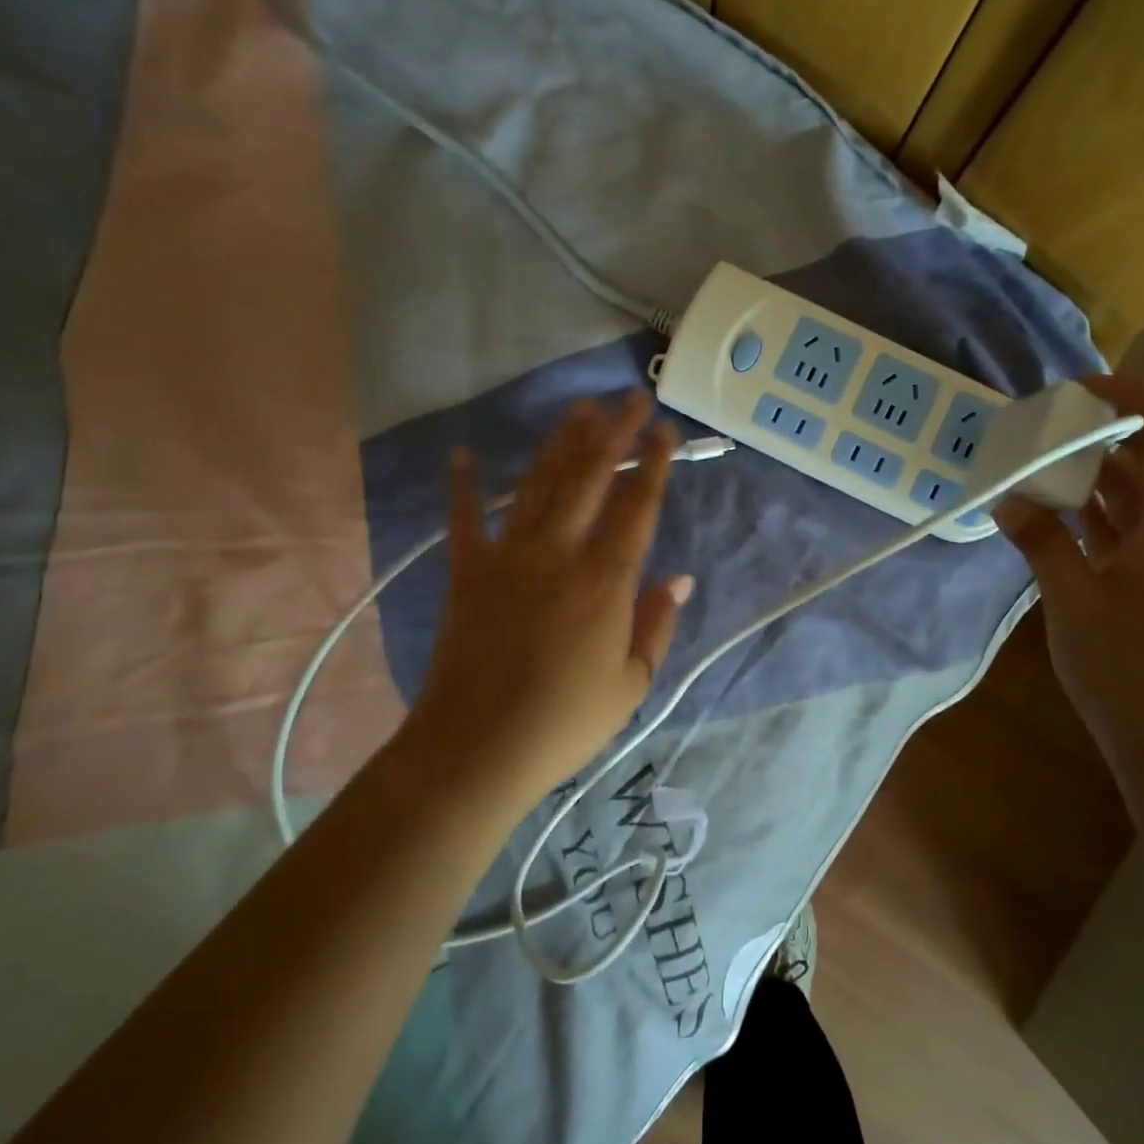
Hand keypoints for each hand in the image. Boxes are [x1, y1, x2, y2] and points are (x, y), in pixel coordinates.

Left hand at [406, 391, 693, 802]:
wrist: (476, 748)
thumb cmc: (565, 722)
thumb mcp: (632, 684)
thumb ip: (657, 624)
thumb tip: (679, 578)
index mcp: (605, 580)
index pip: (638, 506)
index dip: (655, 464)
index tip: (666, 431)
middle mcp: (559, 552)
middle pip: (591, 477)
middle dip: (614, 431)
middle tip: (630, 396)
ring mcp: (508, 555)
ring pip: (540, 484)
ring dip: (561, 443)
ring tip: (580, 409)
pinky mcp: (467, 570)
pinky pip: (466, 517)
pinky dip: (465, 484)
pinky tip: (464, 452)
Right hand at [995, 374, 1143, 756]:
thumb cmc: (1127, 669)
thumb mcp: (1073, 599)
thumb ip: (1041, 541)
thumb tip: (1008, 497)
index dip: (1136, 398)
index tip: (1082, 387)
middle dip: (1107, 432)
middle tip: (1049, 421)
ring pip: (1138, 496)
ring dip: (1096, 473)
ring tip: (1041, 457)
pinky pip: (1127, 529)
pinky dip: (1094, 511)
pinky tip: (1052, 509)